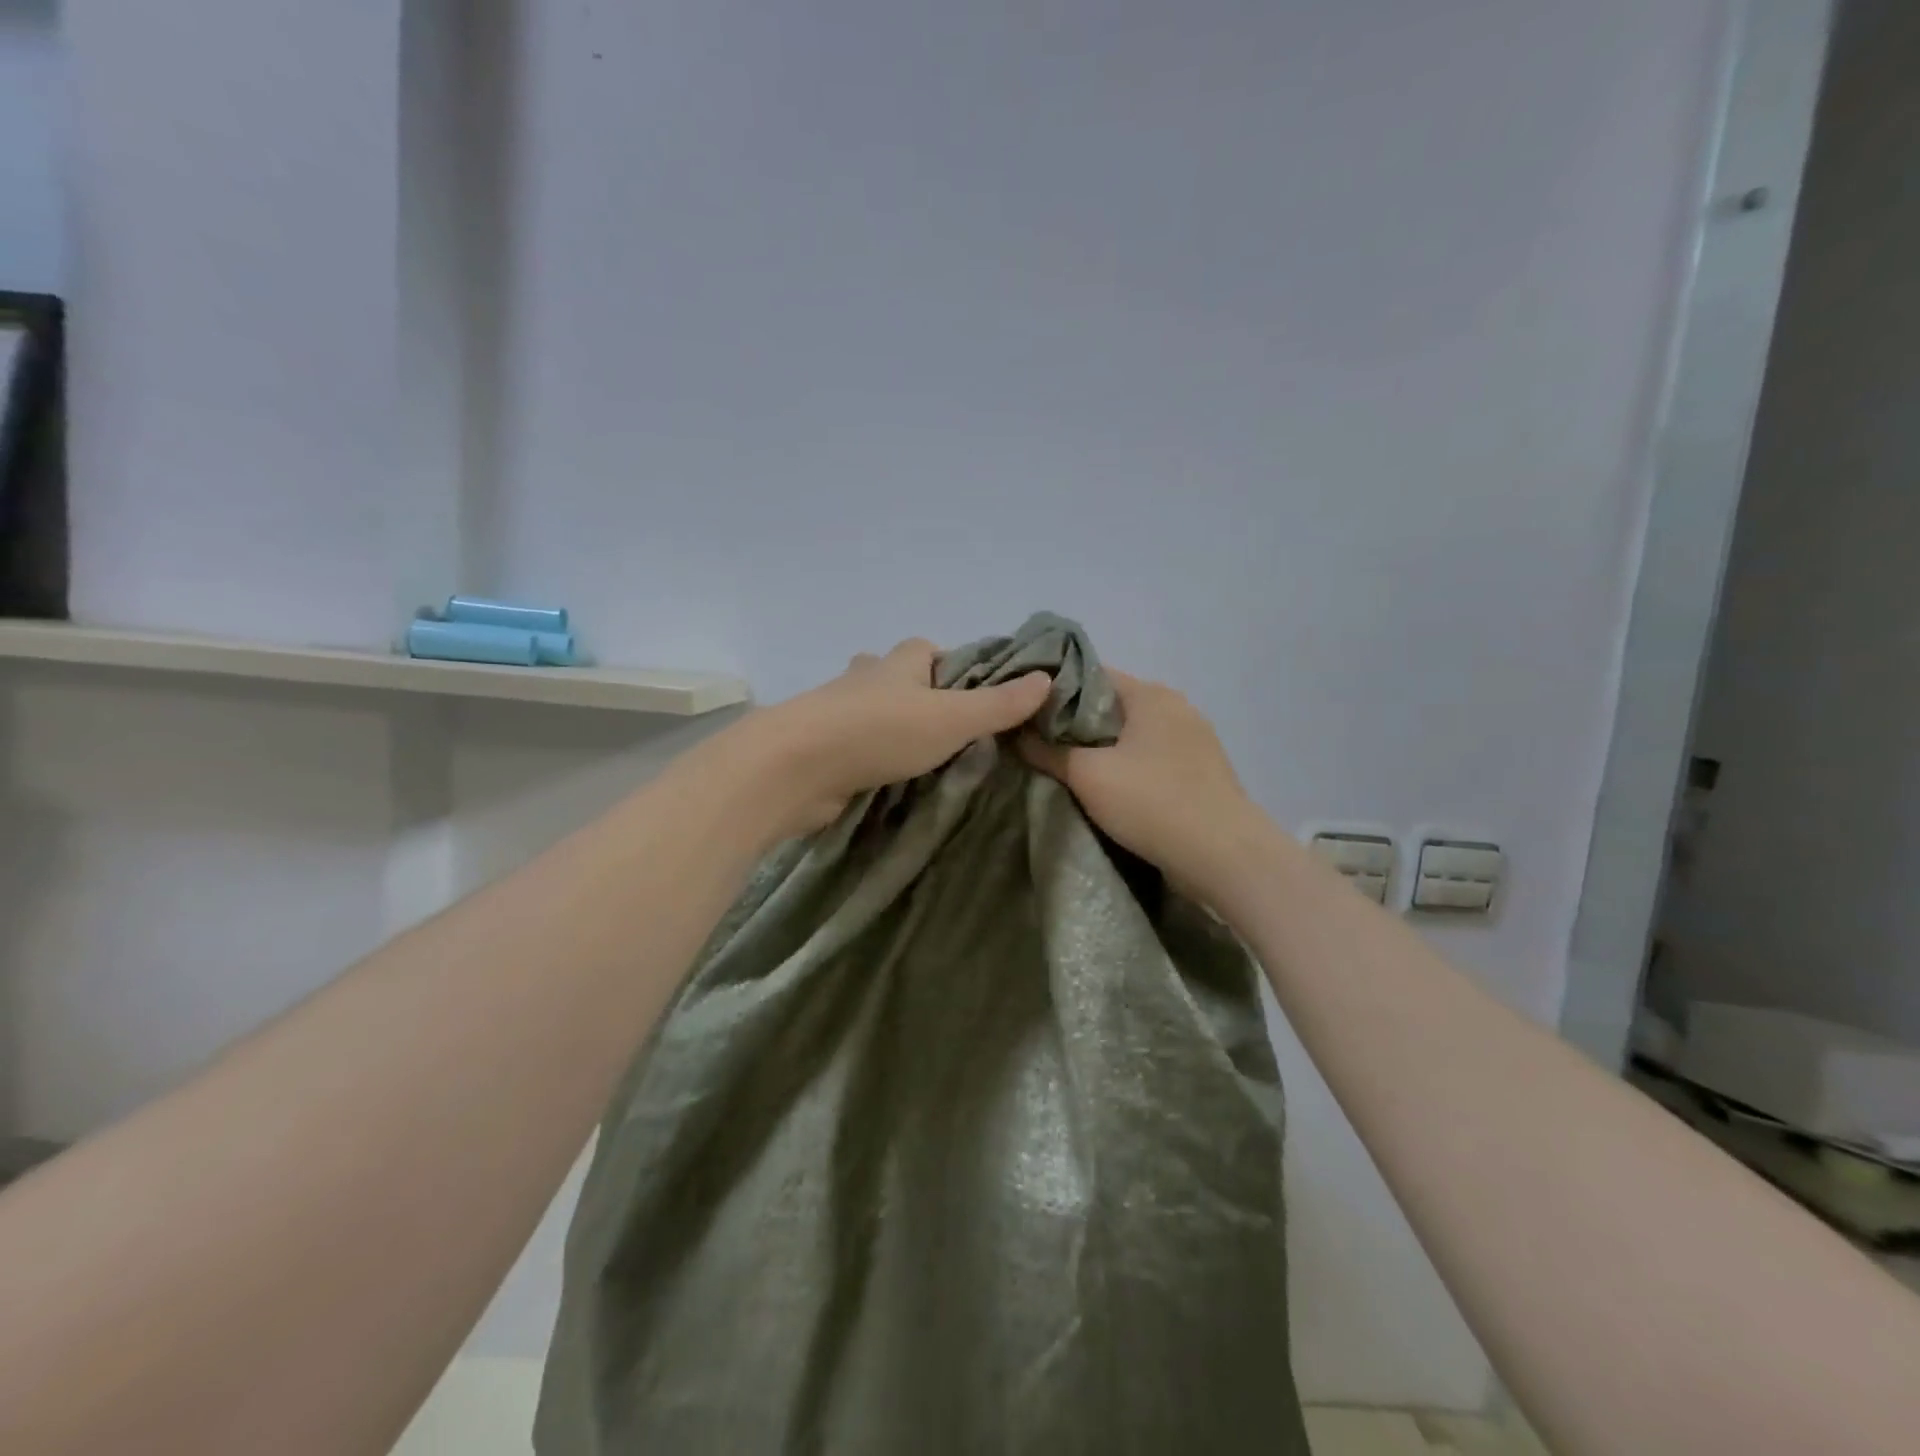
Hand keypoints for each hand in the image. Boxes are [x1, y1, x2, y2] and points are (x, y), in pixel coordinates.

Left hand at [745, 639, 1052, 837]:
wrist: (794, 768)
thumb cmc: (878, 732)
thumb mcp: (951, 719)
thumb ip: (998, 704)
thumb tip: (1047, 678)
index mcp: (897, 663)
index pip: (928, 648)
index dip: (953, 665)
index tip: (977, 695)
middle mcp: (866, 679)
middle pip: (897, 676)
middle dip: (921, 694)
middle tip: (952, 729)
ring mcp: (837, 713)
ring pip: (873, 709)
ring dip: (893, 725)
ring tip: (924, 755)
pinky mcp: (821, 747)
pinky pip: (855, 742)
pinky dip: (872, 752)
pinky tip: (888, 774)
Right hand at [1020, 671, 1258, 898]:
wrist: (1225, 857)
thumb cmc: (1153, 803)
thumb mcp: (1088, 775)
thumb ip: (1049, 750)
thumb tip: (1017, 734)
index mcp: (1150, 694)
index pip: (1090, 674)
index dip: (1053, 689)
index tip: (1024, 710)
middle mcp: (1175, 707)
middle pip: (1111, 704)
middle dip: (1074, 722)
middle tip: (1035, 741)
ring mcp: (1193, 739)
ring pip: (1131, 734)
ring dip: (1100, 747)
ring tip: (1064, 766)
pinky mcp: (1200, 771)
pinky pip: (1150, 757)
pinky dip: (1125, 765)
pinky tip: (1105, 786)